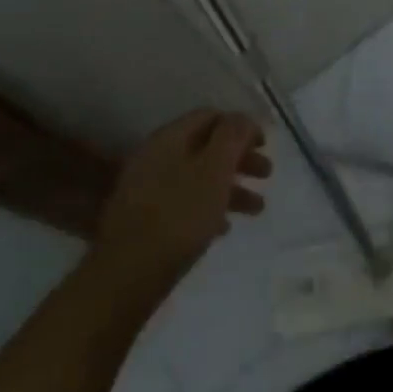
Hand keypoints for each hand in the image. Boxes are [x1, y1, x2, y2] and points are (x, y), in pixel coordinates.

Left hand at [93, 110, 270, 296]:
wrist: (126, 275)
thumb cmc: (179, 215)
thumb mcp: (215, 169)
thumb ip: (232, 136)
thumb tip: (243, 118)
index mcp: (170, 137)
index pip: (211, 116)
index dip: (241, 126)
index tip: (265, 145)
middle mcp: (155, 156)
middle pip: (206, 146)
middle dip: (240, 158)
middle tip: (267, 174)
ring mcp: (147, 188)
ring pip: (197, 177)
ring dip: (230, 187)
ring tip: (257, 209)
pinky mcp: (144, 220)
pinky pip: (184, 203)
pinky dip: (208, 208)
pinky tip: (223, 228)